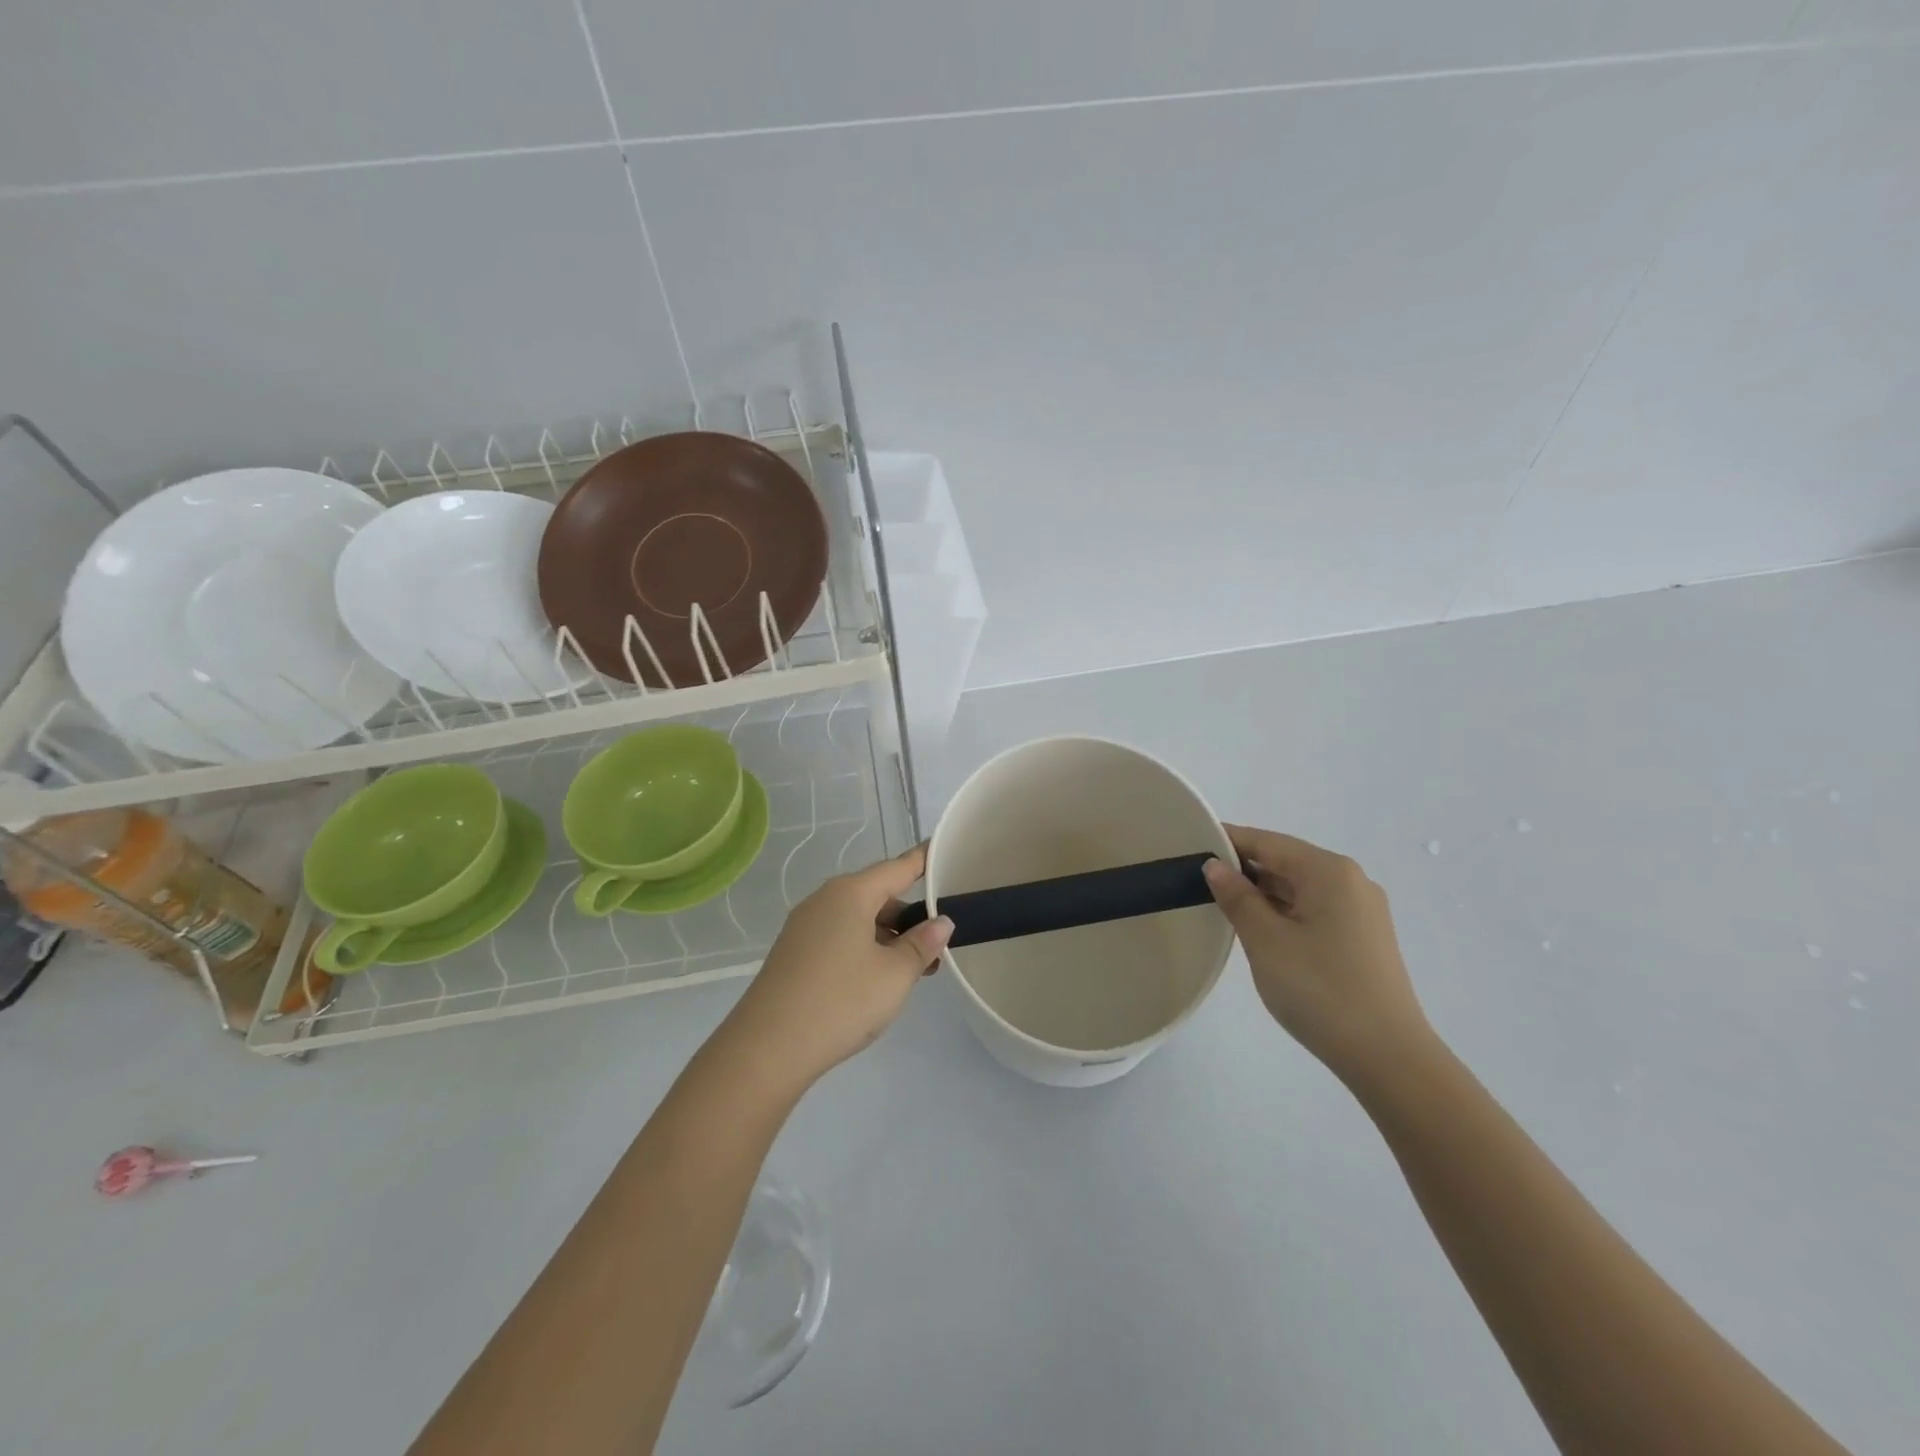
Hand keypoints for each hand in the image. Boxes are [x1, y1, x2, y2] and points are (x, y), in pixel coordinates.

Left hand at [720, 844, 952, 1093]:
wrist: (767, 1049)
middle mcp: (824, 900)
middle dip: (910, 916)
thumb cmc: (841, 1001)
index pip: (897, 868)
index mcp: (850, 894)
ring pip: (858, 920)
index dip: (923, 860)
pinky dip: (865, 949)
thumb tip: (940, 922)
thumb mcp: (895, 975)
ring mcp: (804, 927)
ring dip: (889, 937)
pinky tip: (879, 980)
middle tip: (939, 944)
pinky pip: (839, 938)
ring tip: (916, 969)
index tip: (942, 851)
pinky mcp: (794, 953)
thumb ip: (922, 944)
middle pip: (877, 895)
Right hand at [1203, 826, 1431, 1083]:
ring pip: (1300, 888)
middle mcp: (1351, 881)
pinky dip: (1284, 912)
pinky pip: (1315, 909)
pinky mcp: (1364, 939)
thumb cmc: (1320, 990)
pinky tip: (1260, 930)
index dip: (1228, 841)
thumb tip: (1216, 866)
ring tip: (1222, 906)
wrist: (1388, 1057)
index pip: (1267, 842)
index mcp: (1328, 871)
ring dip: (1263, 893)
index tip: (1191, 846)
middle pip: (1286, 861)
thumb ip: (1237, 897)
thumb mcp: (1265, 940)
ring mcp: (1362, 911)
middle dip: (1244, 869)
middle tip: (1197, 880)